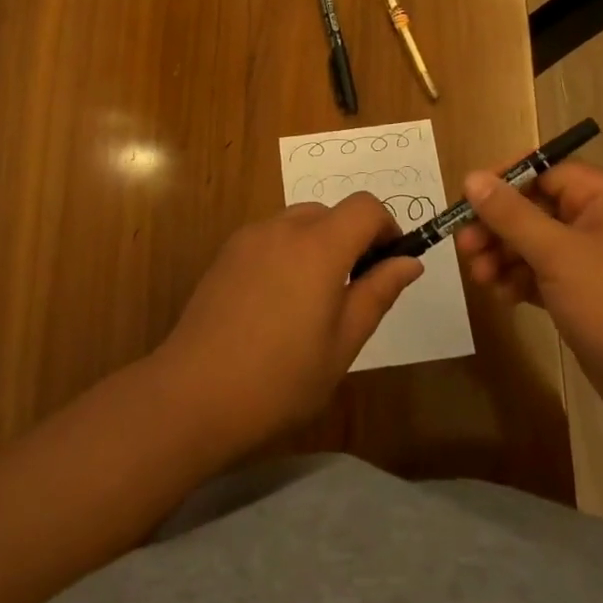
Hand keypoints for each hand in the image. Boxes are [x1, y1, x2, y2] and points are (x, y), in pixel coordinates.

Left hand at [154, 193, 422, 454]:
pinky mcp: (225, 254)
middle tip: (354, 292)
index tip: (389, 265)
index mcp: (319, 247)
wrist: (192, 395)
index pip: (365, 207)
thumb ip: (378, 294)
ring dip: (319, 245)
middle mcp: (283, 228)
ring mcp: (249, 238)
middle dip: (352, 239)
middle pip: (331, 212)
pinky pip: (270, 237)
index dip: (386, 228)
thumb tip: (409, 262)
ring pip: (299, 222)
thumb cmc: (279, 380)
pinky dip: (288, 252)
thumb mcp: (342, 344)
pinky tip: (276, 304)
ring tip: (313, 302)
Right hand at [455, 163, 602, 432]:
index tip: (468, 200)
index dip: (504, 181)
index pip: (543, 171)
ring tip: (479, 277)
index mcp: (602, 197)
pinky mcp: (584, 295)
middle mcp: (596, 221)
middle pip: (533, 207)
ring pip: (533, 243)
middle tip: (464, 246)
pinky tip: (502, 296)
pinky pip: (541, 274)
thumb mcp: (558, 254)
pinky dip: (519, 280)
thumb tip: (472, 177)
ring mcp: (591, 260)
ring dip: (502, 255)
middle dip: (496, 226)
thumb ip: (511, 215)